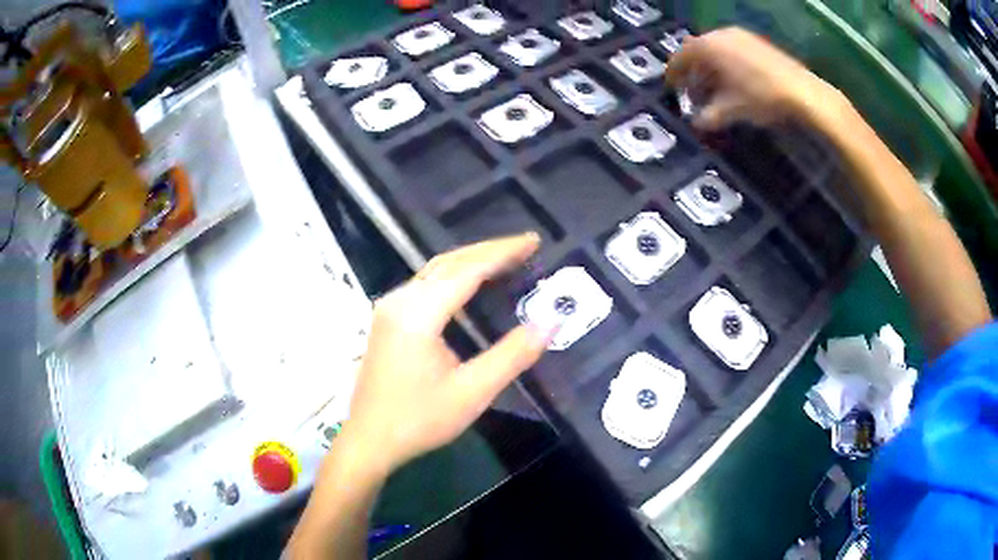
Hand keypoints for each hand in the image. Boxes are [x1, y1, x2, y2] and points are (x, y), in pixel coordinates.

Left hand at [339, 233, 551, 475]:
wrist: (370, 440)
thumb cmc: (419, 420)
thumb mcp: (472, 392)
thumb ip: (513, 355)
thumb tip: (551, 322)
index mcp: (417, 314)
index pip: (466, 270)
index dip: (503, 252)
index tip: (534, 241)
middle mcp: (399, 300)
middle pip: (448, 262)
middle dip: (489, 250)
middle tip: (526, 247)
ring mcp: (389, 308)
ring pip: (435, 270)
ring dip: (471, 261)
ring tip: (506, 259)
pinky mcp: (388, 319)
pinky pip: (426, 284)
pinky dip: (455, 276)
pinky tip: (471, 283)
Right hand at [666, 27, 833, 129]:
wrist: (802, 92)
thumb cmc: (761, 97)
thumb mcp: (731, 110)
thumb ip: (709, 115)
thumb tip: (697, 123)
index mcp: (708, 47)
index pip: (680, 57)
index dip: (674, 74)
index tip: (672, 88)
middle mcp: (720, 35)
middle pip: (698, 51)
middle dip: (694, 71)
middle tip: (694, 91)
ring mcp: (740, 36)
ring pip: (716, 49)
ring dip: (710, 67)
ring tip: (715, 88)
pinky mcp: (756, 41)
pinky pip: (731, 49)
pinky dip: (726, 63)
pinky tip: (735, 81)